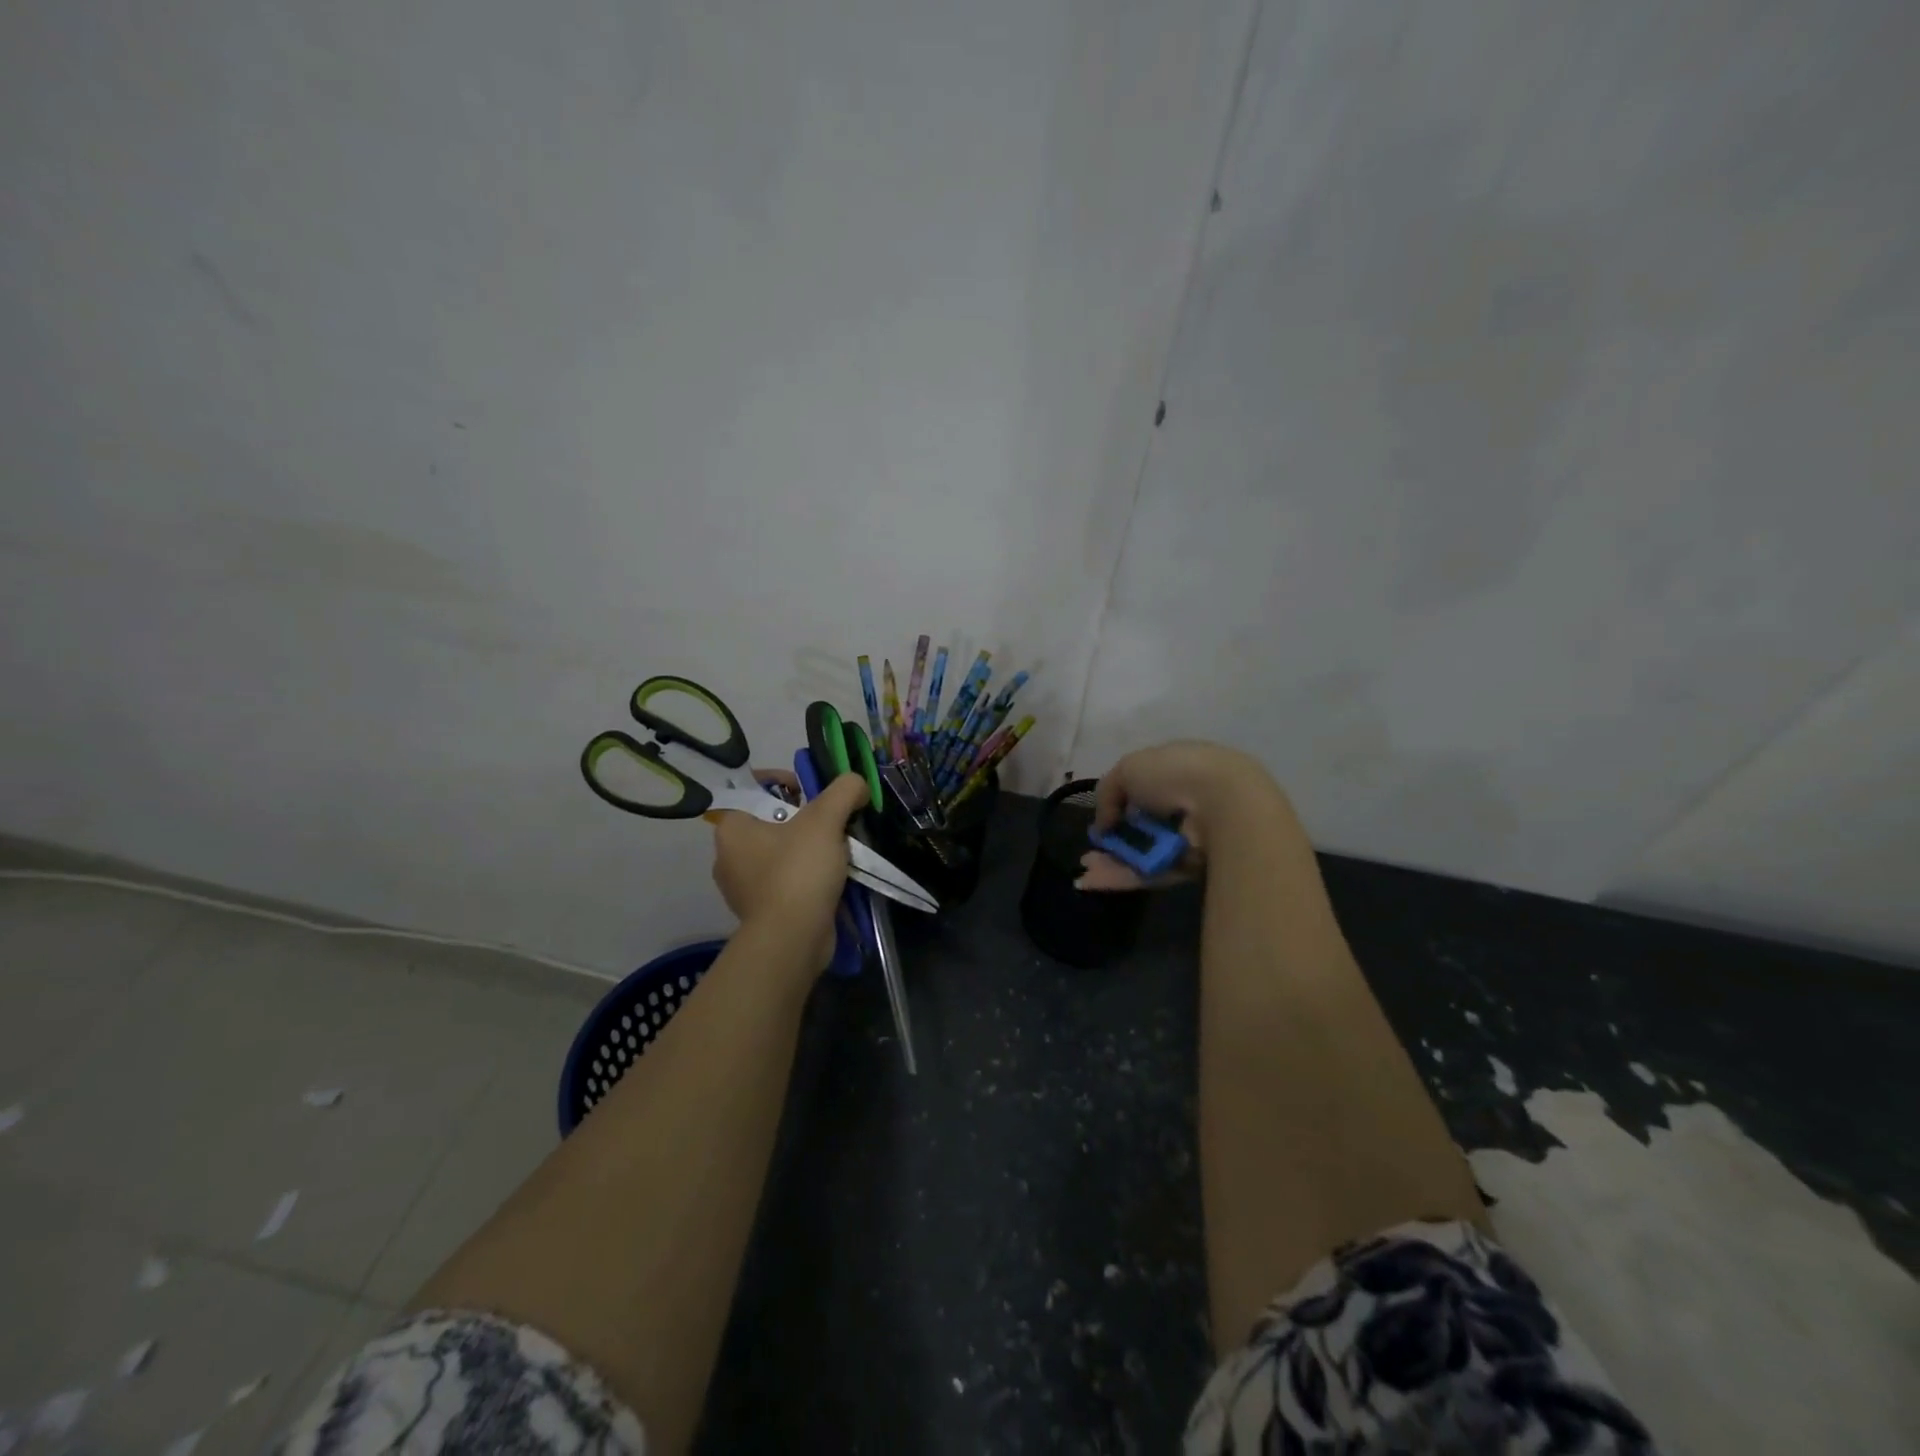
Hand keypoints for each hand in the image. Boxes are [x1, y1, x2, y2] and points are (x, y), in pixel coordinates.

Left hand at [711, 769, 870, 971]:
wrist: (792, 940)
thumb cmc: (798, 872)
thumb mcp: (825, 820)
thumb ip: (844, 791)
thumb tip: (857, 785)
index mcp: (731, 829)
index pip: (753, 790)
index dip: (785, 781)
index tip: (813, 791)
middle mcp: (728, 857)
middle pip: (771, 821)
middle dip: (805, 818)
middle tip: (832, 822)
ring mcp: (743, 888)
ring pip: (781, 853)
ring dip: (809, 848)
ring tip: (838, 850)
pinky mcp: (761, 911)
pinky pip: (786, 881)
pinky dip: (807, 876)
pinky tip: (831, 878)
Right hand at [1078, 741, 1289, 890]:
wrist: (1223, 806)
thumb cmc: (1175, 775)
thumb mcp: (1129, 768)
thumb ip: (1108, 792)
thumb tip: (1104, 824)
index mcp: (1180, 771)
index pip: (1147, 787)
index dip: (1121, 801)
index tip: (1103, 817)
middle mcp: (1187, 803)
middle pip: (1144, 824)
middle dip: (1115, 837)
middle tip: (1091, 847)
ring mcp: (1190, 838)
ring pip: (1144, 852)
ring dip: (1112, 861)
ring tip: (1085, 868)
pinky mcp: (1190, 868)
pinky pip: (1150, 872)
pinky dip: (1121, 877)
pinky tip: (1092, 881)